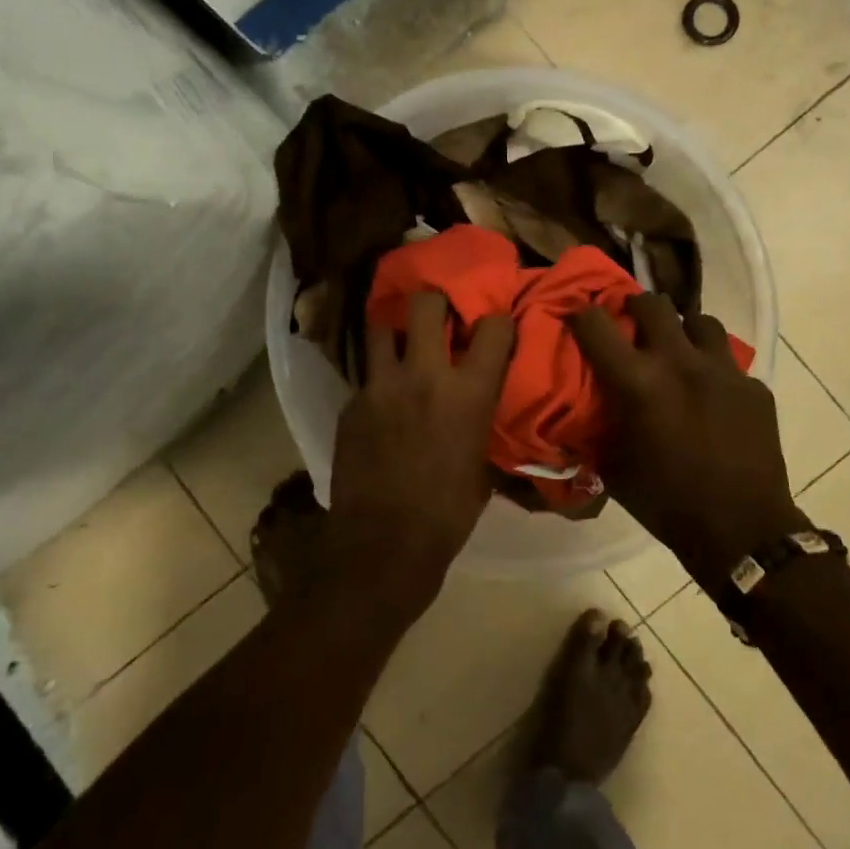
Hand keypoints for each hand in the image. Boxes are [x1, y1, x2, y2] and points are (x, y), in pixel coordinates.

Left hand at [326, 292, 514, 618]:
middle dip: (436, 302)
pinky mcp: (351, 402)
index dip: (498, 322)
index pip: (494, 328)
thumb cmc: (447, 514)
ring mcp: (380, 385)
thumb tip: (479, 407)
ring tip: (401, 344)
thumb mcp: (481, 466)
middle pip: (426, 304)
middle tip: (439, 316)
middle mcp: (424, 375)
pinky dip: (377, 379)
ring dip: (395, 330)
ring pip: (381, 326)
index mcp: (468, 392)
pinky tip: (381, 400)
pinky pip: (366, 375)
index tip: (495, 328)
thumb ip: (480, 422)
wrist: (383, 546)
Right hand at [572, 295, 806, 587]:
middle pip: (653, 305)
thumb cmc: (666, 503)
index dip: (580, 314)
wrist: (741, 532)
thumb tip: (578, 413)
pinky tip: (712, 395)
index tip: (576, 317)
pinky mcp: (755, 388)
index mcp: (638, 382)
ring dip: (683, 331)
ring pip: (700, 322)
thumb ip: (595, 429)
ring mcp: (724, 371)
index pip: (596, 324)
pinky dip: (714, 370)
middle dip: (636, 308)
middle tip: (631, 325)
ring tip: (678, 351)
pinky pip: (729, 362)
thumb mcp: (613, 467)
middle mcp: (680, 363)